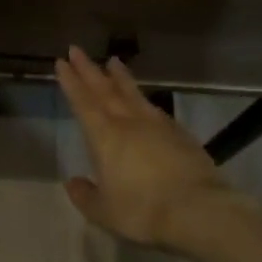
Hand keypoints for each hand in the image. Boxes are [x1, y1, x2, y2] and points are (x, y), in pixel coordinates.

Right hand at [55, 46, 235, 251]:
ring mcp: (158, 126)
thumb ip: (85, 196)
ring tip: (113, 61)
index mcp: (105, 138)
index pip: (83, 103)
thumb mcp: (104, 211)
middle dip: (89, 70)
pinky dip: (143, 100)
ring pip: (133, 94)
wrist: (198, 210)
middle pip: (105, 90)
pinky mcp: (180, 134)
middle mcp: (129, 123)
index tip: (62, 61)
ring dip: (120, 77)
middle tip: (77, 49)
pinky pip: (155, 109)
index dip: (71, 82)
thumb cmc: (143, 211)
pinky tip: (144, 101)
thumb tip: (73, 182)